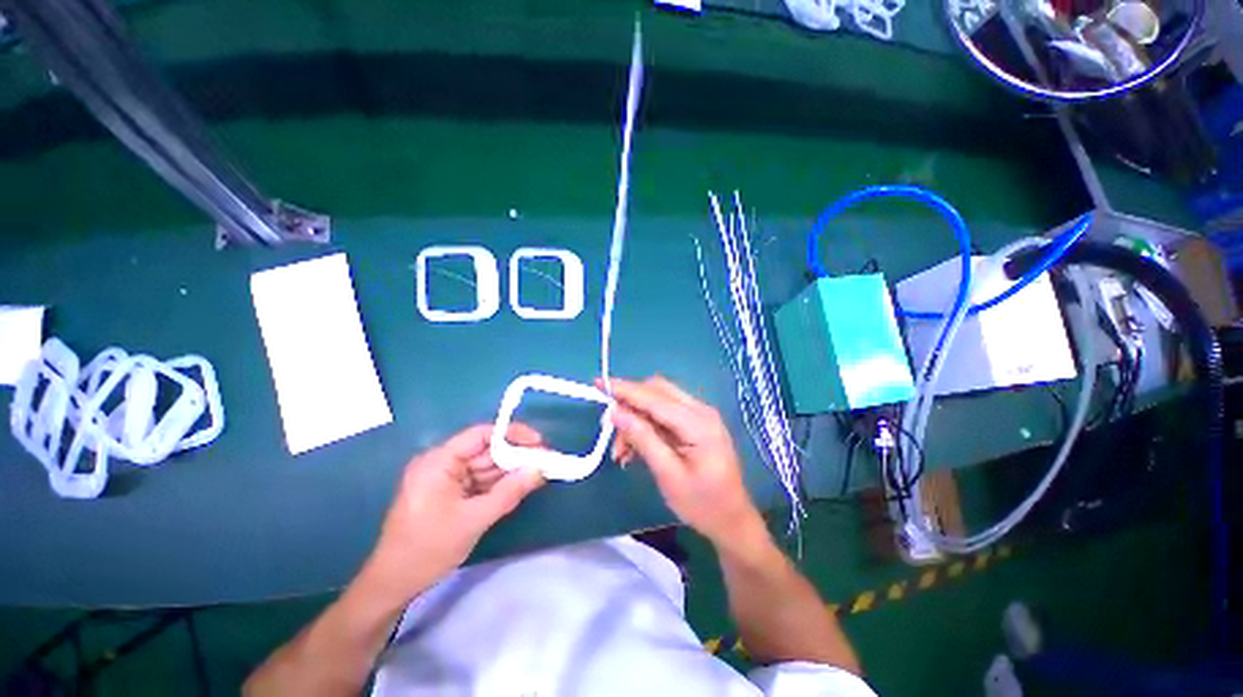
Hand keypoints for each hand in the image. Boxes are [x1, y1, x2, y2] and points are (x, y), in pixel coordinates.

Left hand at [356, 424, 545, 608]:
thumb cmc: (427, 550)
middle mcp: (442, 463)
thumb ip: (509, 492)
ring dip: (512, 471)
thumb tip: (540, 470)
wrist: (393, 586)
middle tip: (546, 461)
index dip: (512, 434)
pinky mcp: (450, 493)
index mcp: (438, 462)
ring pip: (486, 466)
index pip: (481, 435)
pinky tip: (521, 486)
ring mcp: (446, 479)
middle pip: (486, 450)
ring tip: (540, 473)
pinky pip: (481, 481)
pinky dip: (501, 484)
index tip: (539, 443)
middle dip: (516, 456)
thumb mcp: (473, 520)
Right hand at [600, 376, 767, 551]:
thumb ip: (643, 438)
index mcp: (698, 422)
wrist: (732, 521)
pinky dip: (646, 425)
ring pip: (658, 400)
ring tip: (622, 451)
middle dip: (629, 404)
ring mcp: (700, 415)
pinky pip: (665, 413)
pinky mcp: (696, 423)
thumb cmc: (702, 504)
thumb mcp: (668, 474)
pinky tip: (635, 448)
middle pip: (657, 390)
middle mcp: (700, 410)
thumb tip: (616, 412)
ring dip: (636, 418)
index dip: (625, 389)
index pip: (654, 397)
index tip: (599, 383)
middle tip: (610, 431)